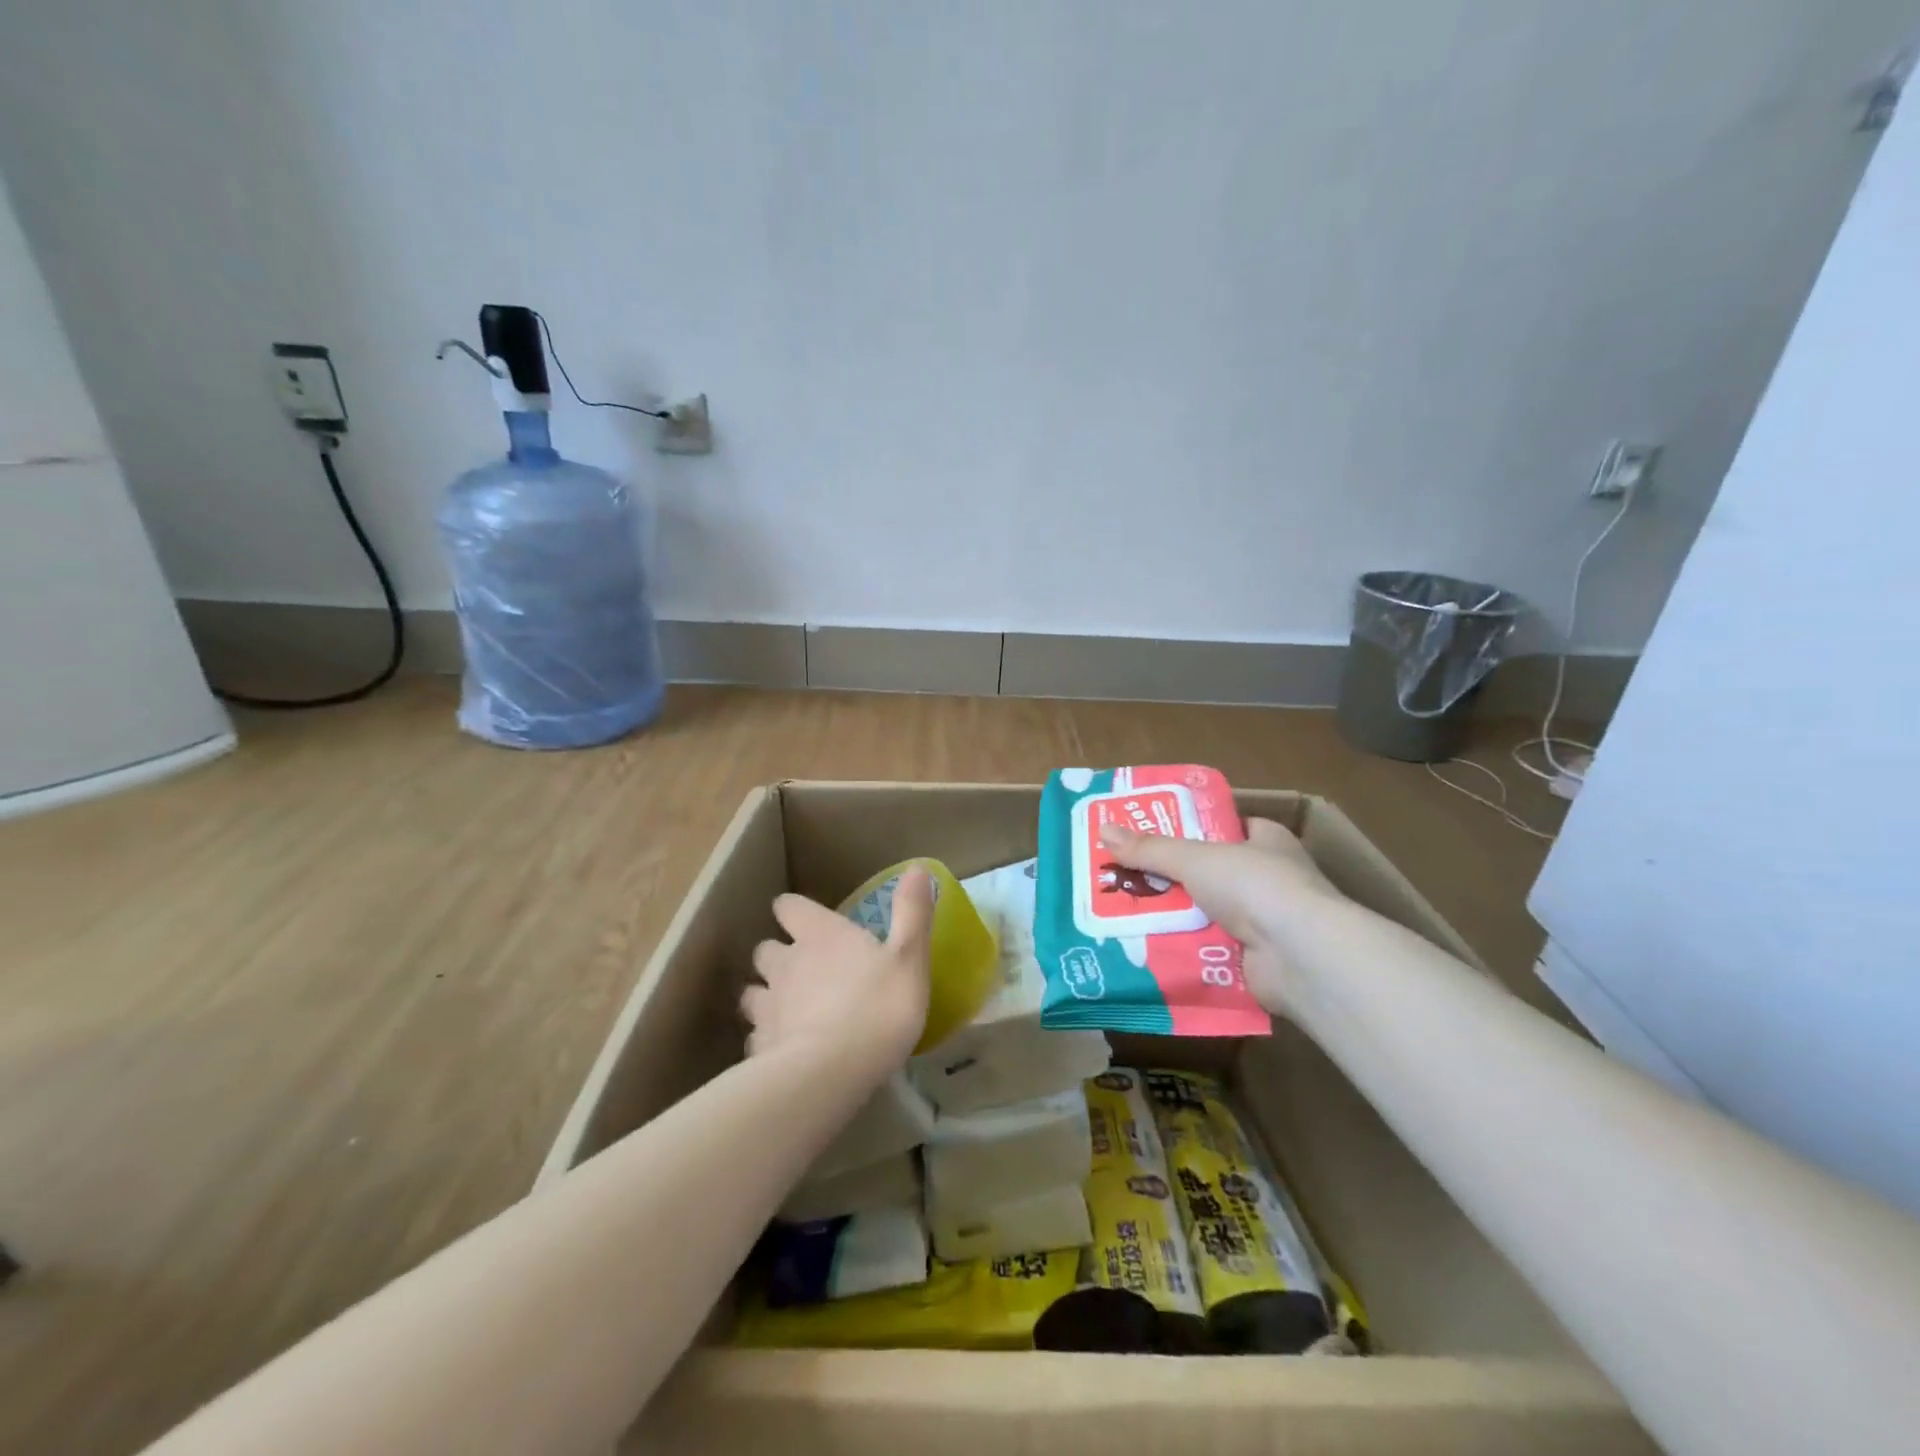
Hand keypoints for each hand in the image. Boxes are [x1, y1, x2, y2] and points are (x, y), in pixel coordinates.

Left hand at [743, 870, 932, 1076]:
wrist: (832, 1072)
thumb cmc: (878, 1006)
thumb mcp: (909, 957)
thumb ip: (912, 912)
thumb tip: (918, 867)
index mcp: (819, 935)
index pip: (789, 906)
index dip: (794, 911)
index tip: (807, 921)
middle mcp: (786, 963)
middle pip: (765, 948)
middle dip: (778, 955)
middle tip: (801, 970)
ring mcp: (767, 1006)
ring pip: (752, 992)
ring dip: (766, 996)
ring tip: (787, 1011)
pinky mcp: (760, 1047)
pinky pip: (757, 1038)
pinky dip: (768, 1040)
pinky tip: (785, 1053)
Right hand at [1097, 818, 1341, 1010]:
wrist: (1300, 957)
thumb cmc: (1255, 886)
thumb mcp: (1195, 858)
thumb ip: (1150, 849)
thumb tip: (1104, 830)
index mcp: (1267, 840)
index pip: (1226, 827)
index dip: (1190, 828)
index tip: (1150, 835)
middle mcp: (1270, 878)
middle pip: (1209, 873)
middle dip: (1171, 879)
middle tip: (1124, 877)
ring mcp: (1266, 922)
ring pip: (1205, 914)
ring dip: (1173, 917)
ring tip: (1123, 914)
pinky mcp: (1256, 960)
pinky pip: (1208, 950)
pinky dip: (1183, 951)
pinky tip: (1146, 950)